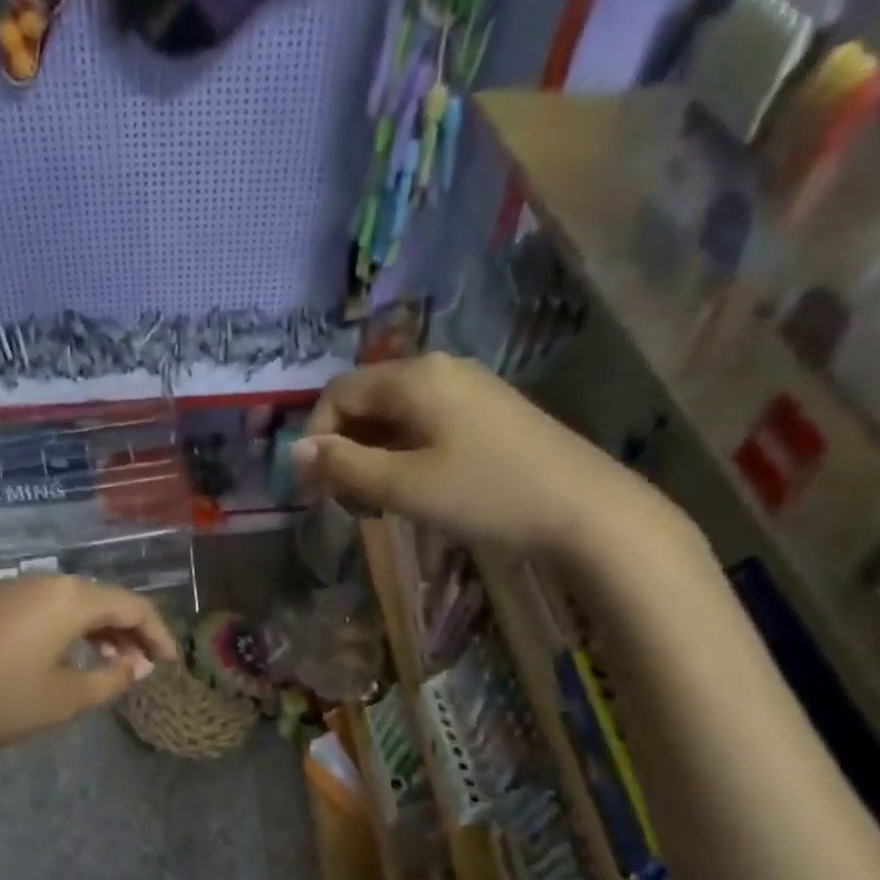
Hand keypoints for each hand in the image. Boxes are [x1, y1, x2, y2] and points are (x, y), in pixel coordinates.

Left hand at [0, 575, 175, 798]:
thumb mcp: (63, 699)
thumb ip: (110, 679)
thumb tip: (139, 665)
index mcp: (69, 598)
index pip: (132, 605)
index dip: (158, 633)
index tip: (171, 663)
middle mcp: (42, 582)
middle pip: (101, 599)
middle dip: (128, 632)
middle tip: (143, 668)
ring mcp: (8, 590)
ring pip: (70, 604)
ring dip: (97, 631)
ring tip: (109, 666)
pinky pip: (41, 610)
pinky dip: (66, 631)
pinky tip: (63, 659)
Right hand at [295, 355, 659, 557]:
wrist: (584, 510)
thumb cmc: (486, 495)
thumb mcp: (403, 486)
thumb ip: (344, 467)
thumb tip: (294, 451)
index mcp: (415, 376)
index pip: (338, 393)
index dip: (316, 439)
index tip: (315, 490)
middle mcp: (440, 370)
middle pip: (366, 401)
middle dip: (344, 450)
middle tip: (347, 503)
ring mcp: (468, 390)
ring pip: (395, 417)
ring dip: (372, 457)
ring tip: (379, 504)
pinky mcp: (488, 415)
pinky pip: (425, 426)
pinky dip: (403, 456)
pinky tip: (414, 491)